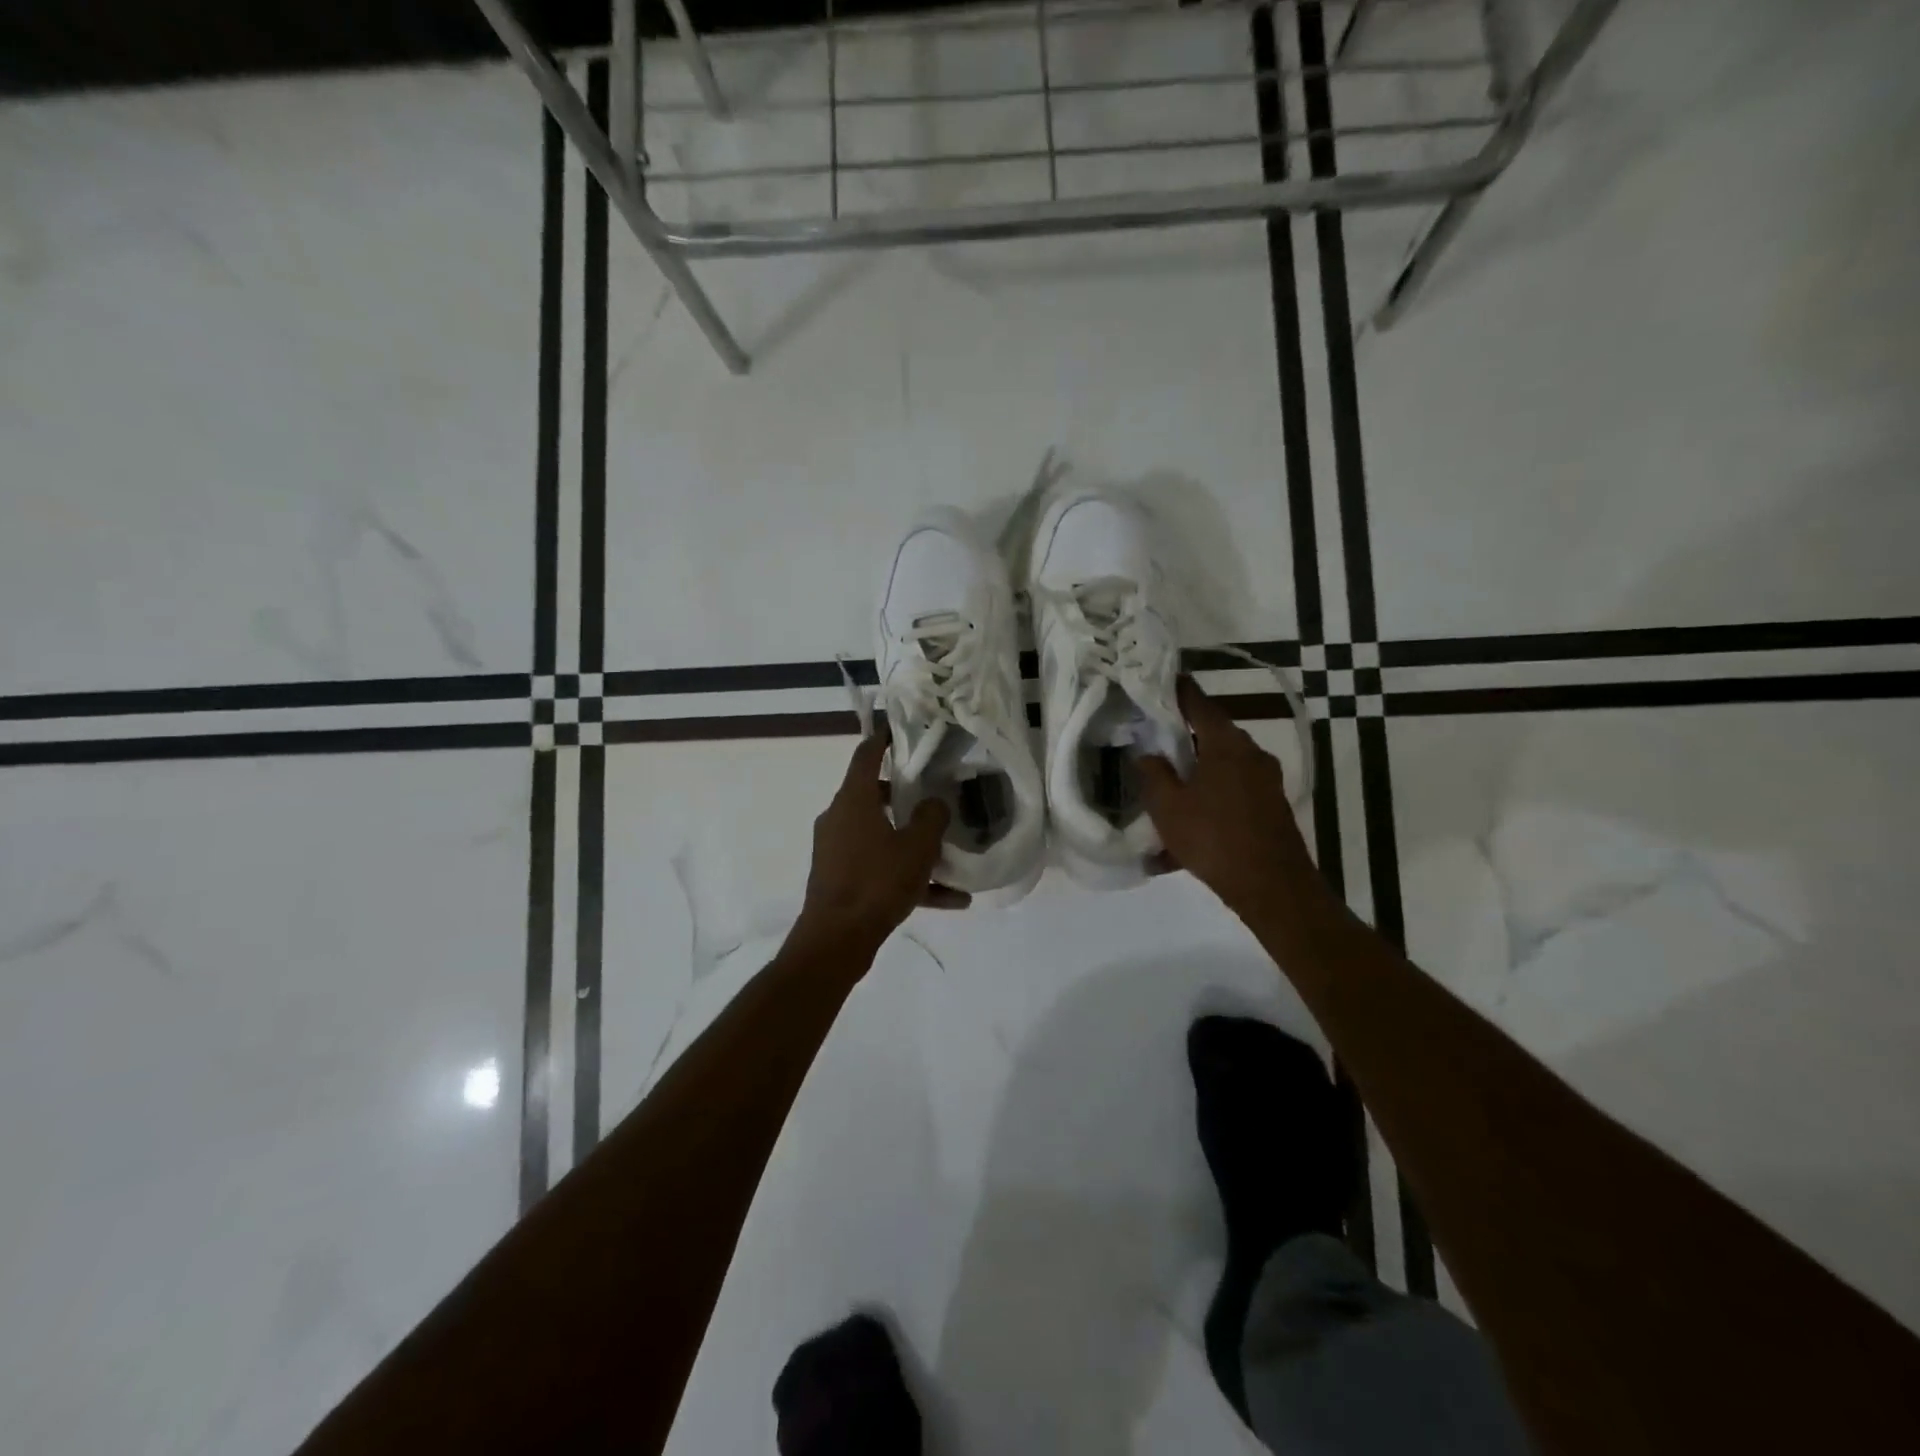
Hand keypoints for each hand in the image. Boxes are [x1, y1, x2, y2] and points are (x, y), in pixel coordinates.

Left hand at [791, 727, 968, 957]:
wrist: (837, 940)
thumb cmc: (877, 882)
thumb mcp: (917, 847)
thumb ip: (932, 817)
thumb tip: (935, 804)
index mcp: (853, 800)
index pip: (866, 755)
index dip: (882, 738)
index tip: (898, 729)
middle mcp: (840, 818)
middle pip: (873, 796)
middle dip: (904, 796)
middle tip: (934, 794)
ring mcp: (837, 851)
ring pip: (881, 836)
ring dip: (912, 844)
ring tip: (950, 857)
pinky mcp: (841, 880)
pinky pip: (880, 868)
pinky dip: (908, 877)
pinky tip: (949, 900)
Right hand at [1138, 677, 1313, 917]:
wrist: (1273, 888)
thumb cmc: (1214, 838)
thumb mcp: (1168, 807)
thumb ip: (1153, 775)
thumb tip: (1148, 754)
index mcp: (1227, 745)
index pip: (1199, 703)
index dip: (1179, 690)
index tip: (1163, 678)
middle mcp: (1252, 755)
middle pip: (1213, 736)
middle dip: (1184, 738)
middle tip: (1154, 739)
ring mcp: (1266, 783)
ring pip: (1221, 770)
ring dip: (1194, 778)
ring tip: (1165, 795)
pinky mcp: (1270, 808)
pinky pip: (1231, 796)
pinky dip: (1208, 804)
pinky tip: (1183, 839)